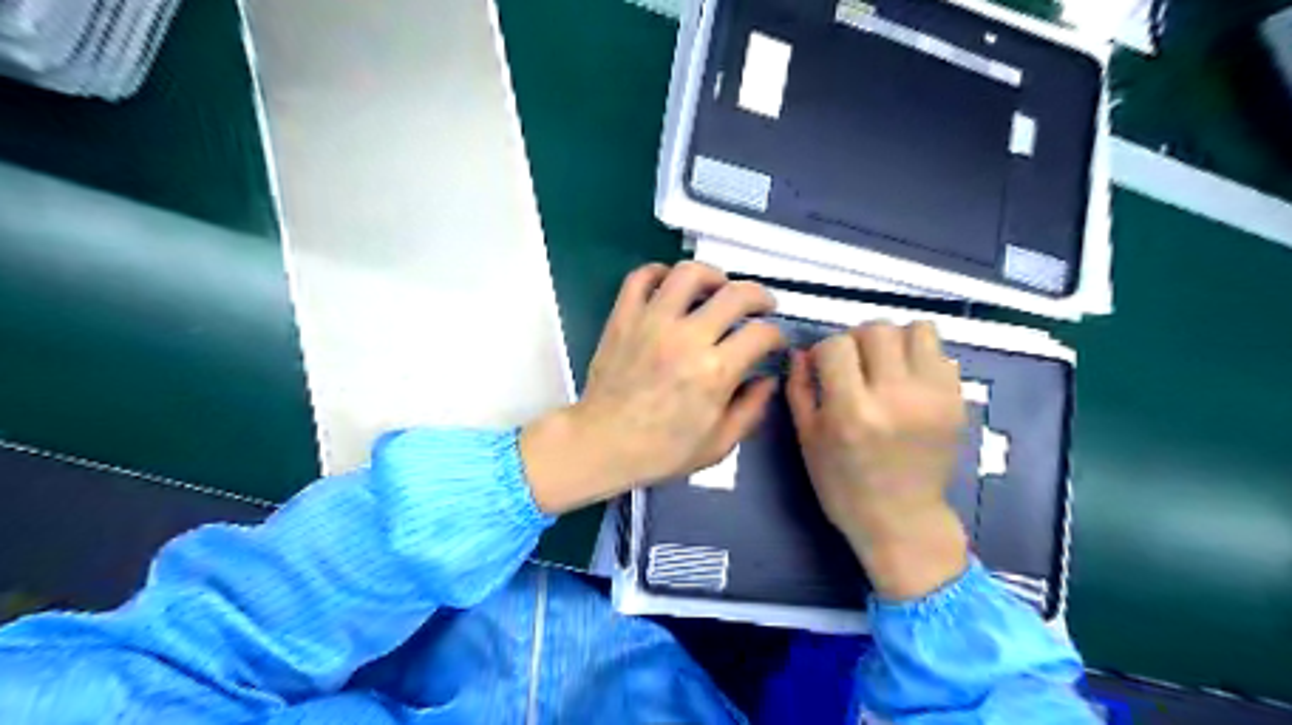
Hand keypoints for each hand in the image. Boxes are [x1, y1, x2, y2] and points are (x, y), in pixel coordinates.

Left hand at [518, 263, 781, 515]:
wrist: (602, 444)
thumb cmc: (661, 450)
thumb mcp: (719, 444)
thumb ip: (751, 409)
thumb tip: (768, 379)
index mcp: (715, 371)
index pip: (761, 333)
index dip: (776, 335)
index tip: (773, 342)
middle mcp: (687, 338)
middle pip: (735, 294)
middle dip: (759, 296)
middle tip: (760, 306)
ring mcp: (652, 322)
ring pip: (689, 274)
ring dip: (712, 275)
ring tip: (717, 288)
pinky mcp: (624, 318)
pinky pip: (640, 277)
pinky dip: (659, 272)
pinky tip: (671, 286)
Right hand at [787, 322, 967, 600]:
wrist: (902, 521)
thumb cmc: (843, 485)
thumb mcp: (807, 440)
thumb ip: (800, 389)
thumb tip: (801, 351)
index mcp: (852, 411)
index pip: (836, 345)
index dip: (824, 351)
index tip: (824, 367)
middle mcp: (895, 397)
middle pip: (877, 329)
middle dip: (858, 340)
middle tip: (854, 364)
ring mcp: (933, 397)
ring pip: (916, 330)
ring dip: (895, 340)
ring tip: (886, 365)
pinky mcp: (957, 402)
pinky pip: (941, 354)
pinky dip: (921, 358)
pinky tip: (909, 382)